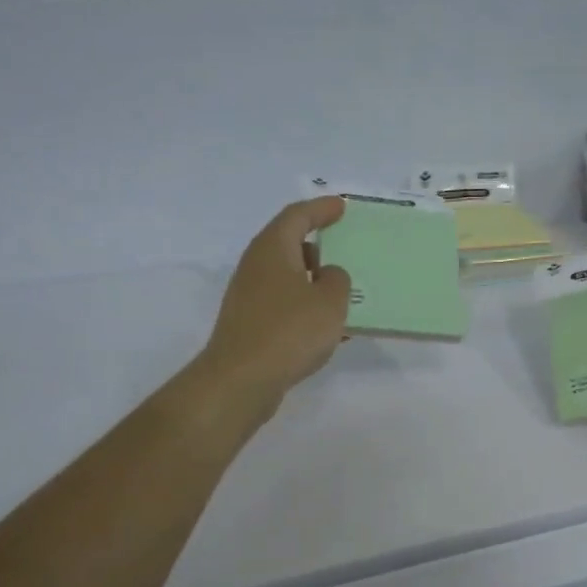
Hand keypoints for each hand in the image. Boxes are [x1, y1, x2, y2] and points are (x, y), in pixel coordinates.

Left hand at [197, 197, 351, 416]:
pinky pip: (284, 306)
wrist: (241, 380)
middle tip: (345, 252)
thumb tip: (327, 276)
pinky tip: (326, 329)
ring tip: (342, 294)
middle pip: (288, 245)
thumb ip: (337, 280)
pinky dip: (305, 309)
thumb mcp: (329, 302)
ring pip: (287, 279)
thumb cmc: (289, 332)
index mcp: (273, 248)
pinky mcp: (249, 325)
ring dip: (313, 283)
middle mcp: (256, 266)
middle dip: (317, 247)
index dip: (321, 209)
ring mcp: (249, 297)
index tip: (341, 206)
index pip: (298, 215)